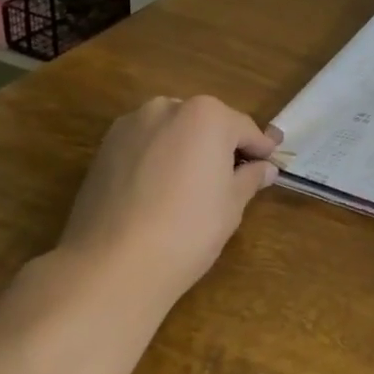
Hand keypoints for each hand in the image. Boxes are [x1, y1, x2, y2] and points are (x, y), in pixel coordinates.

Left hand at [56, 96, 281, 306]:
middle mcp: (167, 108)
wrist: (112, 265)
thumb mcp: (232, 204)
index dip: (259, 150)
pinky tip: (161, 193)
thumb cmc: (189, 229)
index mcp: (206, 115)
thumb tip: (264, 169)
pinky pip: (145, 147)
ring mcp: (130, 126)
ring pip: (172, 132)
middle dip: (220, 146)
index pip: (244, 129)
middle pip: (206, 123)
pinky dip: (158, 160)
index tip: (269, 167)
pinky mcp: (103, 149)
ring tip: (192, 188)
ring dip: (187, 150)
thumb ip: (249, 178)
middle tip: (231, 179)